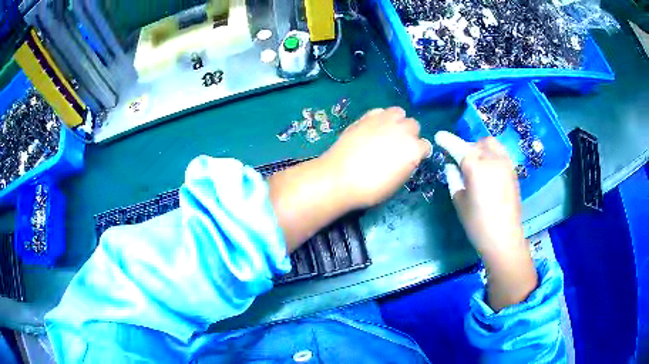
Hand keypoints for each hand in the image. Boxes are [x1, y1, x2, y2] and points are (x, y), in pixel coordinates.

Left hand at [321, 107, 431, 208]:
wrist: (340, 178)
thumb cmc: (370, 189)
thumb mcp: (397, 182)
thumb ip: (407, 165)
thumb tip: (406, 158)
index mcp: (413, 150)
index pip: (425, 146)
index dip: (418, 153)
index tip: (411, 159)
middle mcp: (403, 131)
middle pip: (414, 125)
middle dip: (409, 134)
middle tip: (397, 145)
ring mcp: (384, 121)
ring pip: (399, 112)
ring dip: (397, 121)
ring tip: (387, 132)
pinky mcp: (367, 116)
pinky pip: (381, 111)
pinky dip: (381, 118)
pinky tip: (373, 128)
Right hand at [451, 137, 524, 258]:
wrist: (504, 237)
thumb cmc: (477, 223)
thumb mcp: (459, 201)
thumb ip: (454, 178)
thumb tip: (451, 165)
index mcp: (475, 166)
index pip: (458, 147)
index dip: (447, 141)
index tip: (439, 136)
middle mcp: (492, 159)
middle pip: (474, 144)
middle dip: (464, 149)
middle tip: (459, 163)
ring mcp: (505, 163)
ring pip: (489, 144)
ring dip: (479, 149)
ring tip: (476, 164)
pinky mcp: (513, 170)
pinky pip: (500, 153)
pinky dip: (491, 155)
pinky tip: (488, 171)